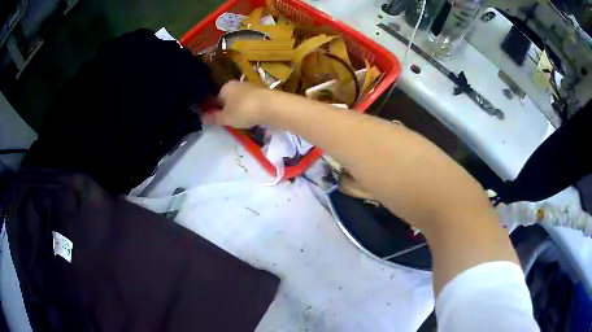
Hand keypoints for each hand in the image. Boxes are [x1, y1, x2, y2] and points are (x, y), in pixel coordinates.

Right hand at [203, 81, 270, 127]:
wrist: (272, 107)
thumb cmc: (244, 111)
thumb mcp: (226, 118)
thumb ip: (213, 118)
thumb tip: (202, 117)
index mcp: (226, 86)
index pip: (216, 98)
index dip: (215, 110)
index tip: (218, 120)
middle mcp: (238, 83)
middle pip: (229, 98)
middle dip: (229, 109)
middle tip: (231, 122)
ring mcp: (252, 87)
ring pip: (241, 100)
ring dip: (241, 109)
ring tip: (243, 121)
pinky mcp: (264, 93)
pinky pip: (253, 102)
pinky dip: (251, 109)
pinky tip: (254, 118)